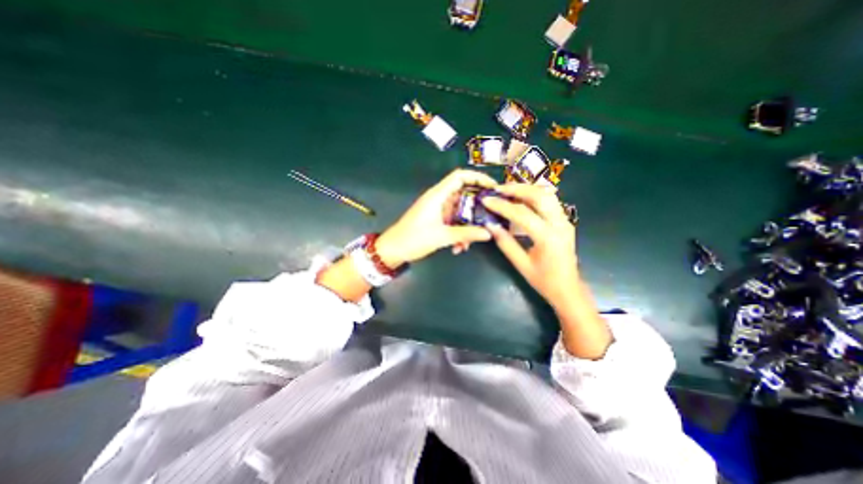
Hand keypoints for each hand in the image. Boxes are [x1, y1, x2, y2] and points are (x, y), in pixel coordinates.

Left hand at [375, 170, 494, 268]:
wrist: (393, 250)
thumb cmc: (413, 239)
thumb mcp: (442, 237)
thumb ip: (466, 234)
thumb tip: (488, 233)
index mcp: (438, 195)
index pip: (460, 176)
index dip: (477, 178)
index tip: (493, 187)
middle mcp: (439, 199)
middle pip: (463, 195)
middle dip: (476, 208)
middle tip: (489, 218)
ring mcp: (437, 211)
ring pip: (459, 212)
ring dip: (467, 226)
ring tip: (468, 243)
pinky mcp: (436, 221)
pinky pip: (453, 222)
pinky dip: (458, 232)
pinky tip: (458, 248)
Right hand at [483, 184, 575, 311]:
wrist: (568, 289)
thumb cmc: (544, 280)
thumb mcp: (521, 264)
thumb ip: (505, 243)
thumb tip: (490, 225)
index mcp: (548, 237)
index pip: (522, 214)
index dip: (502, 206)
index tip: (487, 200)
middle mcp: (560, 224)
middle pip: (539, 196)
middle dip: (517, 189)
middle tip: (498, 189)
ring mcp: (565, 221)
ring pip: (547, 195)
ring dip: (527, 189)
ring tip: (508, 190)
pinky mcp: (564, 221)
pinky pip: (550, 201)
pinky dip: (534, 195)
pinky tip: (521, 198)